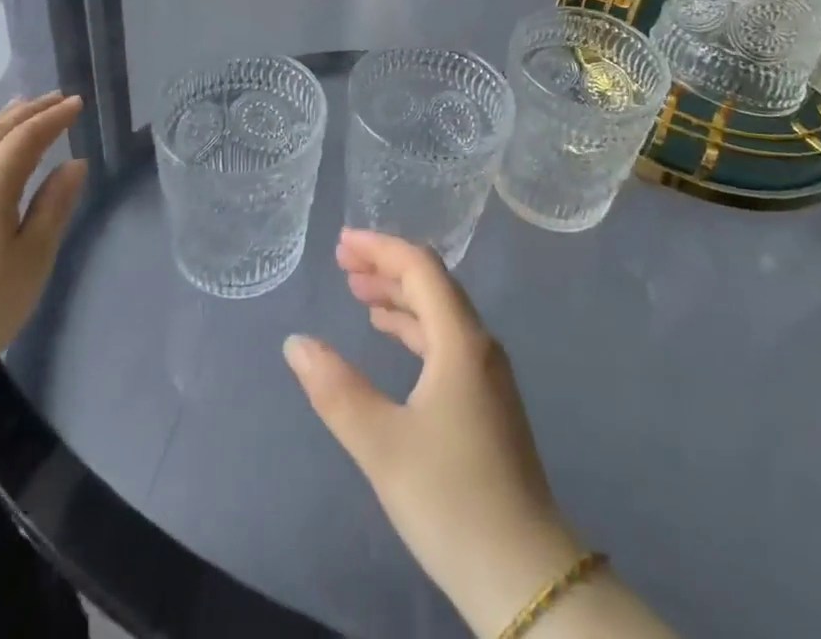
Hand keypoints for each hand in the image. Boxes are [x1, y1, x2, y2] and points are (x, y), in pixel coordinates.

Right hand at [284, 230, 584, 636]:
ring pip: (440, 312)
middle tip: (342, 263)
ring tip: (359, 293)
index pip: (420, 267)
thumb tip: (296, 342)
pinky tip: (391, 337)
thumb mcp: (382, 444)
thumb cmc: (451, 499)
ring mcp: (487, 373)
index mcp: (460, 340)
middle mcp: (478, 344)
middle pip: (432, 283)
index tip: (341, 244)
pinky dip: (413, 326)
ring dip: (399, 296)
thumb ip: (336, 389)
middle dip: (386, 266)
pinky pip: (445, 340)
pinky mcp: (487, 400)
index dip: (380, 248)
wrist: (525, 575)